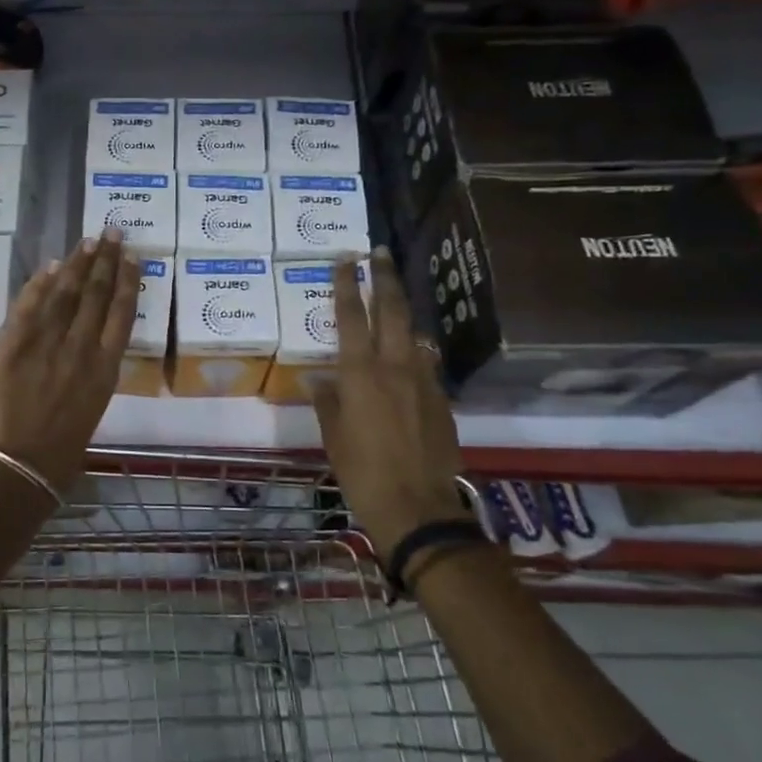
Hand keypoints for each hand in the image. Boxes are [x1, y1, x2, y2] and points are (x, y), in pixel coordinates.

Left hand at [0, 230, 139, 492]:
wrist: (20, 465)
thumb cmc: (64, 445)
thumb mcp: (95, 404)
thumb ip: (96, 367)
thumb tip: (95, 334)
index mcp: (106, 368)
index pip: (122, 313)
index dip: (127, 281)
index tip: (131, 257)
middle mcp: (81, 349)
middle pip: (96, 294)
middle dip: (105, 259)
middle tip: (112, 232)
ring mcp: (46, 345)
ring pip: (66, 293)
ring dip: (78, 263)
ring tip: (88, 241)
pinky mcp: (13, 345)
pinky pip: (28, 305)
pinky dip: (40, 283)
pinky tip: (51, 265)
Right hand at [314, 250, 466, 559]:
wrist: (419, 508)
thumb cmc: (363, 473)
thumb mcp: (334, 437)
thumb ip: (328, 402)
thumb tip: (320, 380)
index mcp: (360, 374)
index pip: (350, 317)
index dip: (345, 285)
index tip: (343, 259)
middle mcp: (394, 367)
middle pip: (390, 310)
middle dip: (384, 278)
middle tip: (379, 252)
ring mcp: (423, 380)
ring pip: (413, 332)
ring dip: (403, 310)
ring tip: (393, 296)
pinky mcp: (441, 398)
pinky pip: (425, 362)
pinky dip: (414, 348)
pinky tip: (409, 352)